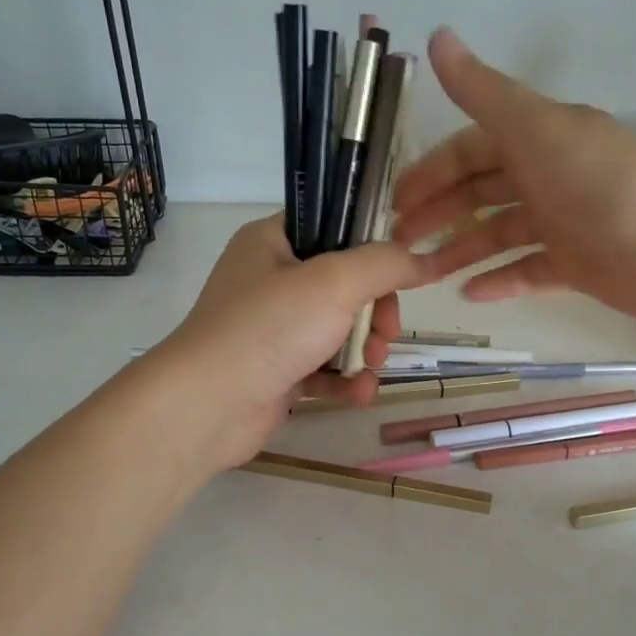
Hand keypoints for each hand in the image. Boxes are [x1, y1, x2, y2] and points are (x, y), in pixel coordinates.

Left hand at [150, 214, 431, 470]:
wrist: (208, 406)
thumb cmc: (269, 328)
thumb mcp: (335, 282)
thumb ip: (386, 264)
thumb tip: (427, 260)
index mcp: (273, 242)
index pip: (334, 228)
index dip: (372, 249)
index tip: (401, 275)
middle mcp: (271, 281)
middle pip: (346, 285)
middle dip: (375, 312)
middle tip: (385, 334)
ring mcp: (273, 329)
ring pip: (339, 330)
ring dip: (365, 350)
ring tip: (371, 367)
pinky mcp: (278, 372)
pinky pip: (325, 369)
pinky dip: (345, 381)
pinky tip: (359, 395)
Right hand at [393, 28, 635, 329]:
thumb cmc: (601, 183)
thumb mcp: (536, 128)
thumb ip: (484, 92)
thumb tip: (437, 35)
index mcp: (538, 138)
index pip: (469, 150)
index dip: (431, 172)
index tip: (396, 202)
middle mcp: (547, 175)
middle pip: (479, 193)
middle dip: (439, 215)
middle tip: (401, 244)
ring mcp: (562, 222)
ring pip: (498, 234)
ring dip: (460, 251)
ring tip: (423, 275)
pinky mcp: (575, 264)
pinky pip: (527, 270)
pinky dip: (499, 280)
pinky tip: (469, 294)